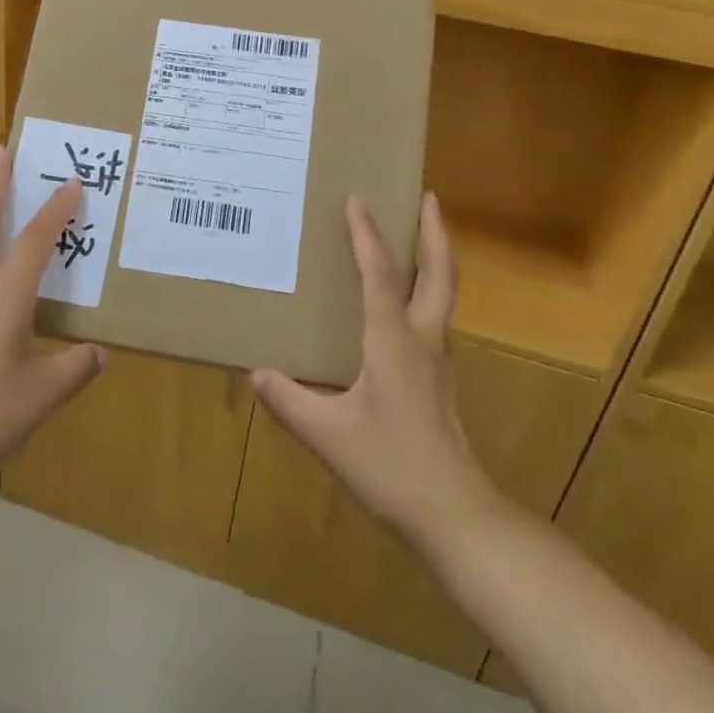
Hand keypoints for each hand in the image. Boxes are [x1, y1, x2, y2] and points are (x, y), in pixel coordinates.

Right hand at [253, 194, 498, 548]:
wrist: (455, 515)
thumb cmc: (391, 466)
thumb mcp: (329, 435)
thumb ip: (290, 402)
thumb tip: (257, 373)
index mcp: (393, 342)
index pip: (380, 274)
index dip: (366, 235)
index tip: (357, 199)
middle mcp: (423, 339)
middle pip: (439, 272)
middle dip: (434, 231)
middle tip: (426, 197)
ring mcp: (439, 360)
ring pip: (443, 294)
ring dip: (434, 258)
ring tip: (418, 237)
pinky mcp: (441, 380)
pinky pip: (435, 319)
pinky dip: (426, 292)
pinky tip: (404, 306)